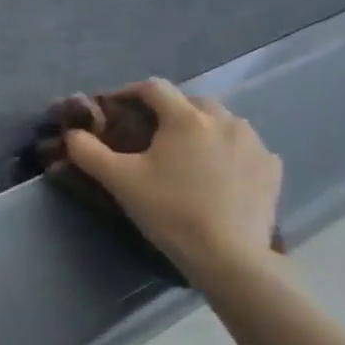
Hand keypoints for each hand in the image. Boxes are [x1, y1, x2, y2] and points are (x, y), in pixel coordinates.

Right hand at [61, 78, 281, 285]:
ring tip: (185, 155)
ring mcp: (254, 143)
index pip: (154, 88)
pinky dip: (227, 152)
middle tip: (149, 135)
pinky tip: (217, 174)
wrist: (228, 255)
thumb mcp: (119, 181)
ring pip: (221, 123)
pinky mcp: (271, 167)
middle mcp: (225, 120)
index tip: (114, 108)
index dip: (129, 93)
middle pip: (190, 102)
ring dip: (200, 130)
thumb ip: (89, 152)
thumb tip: (73, 133)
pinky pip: (244, 148)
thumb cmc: (169, 211)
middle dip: (167, 112)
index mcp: (186, 118)